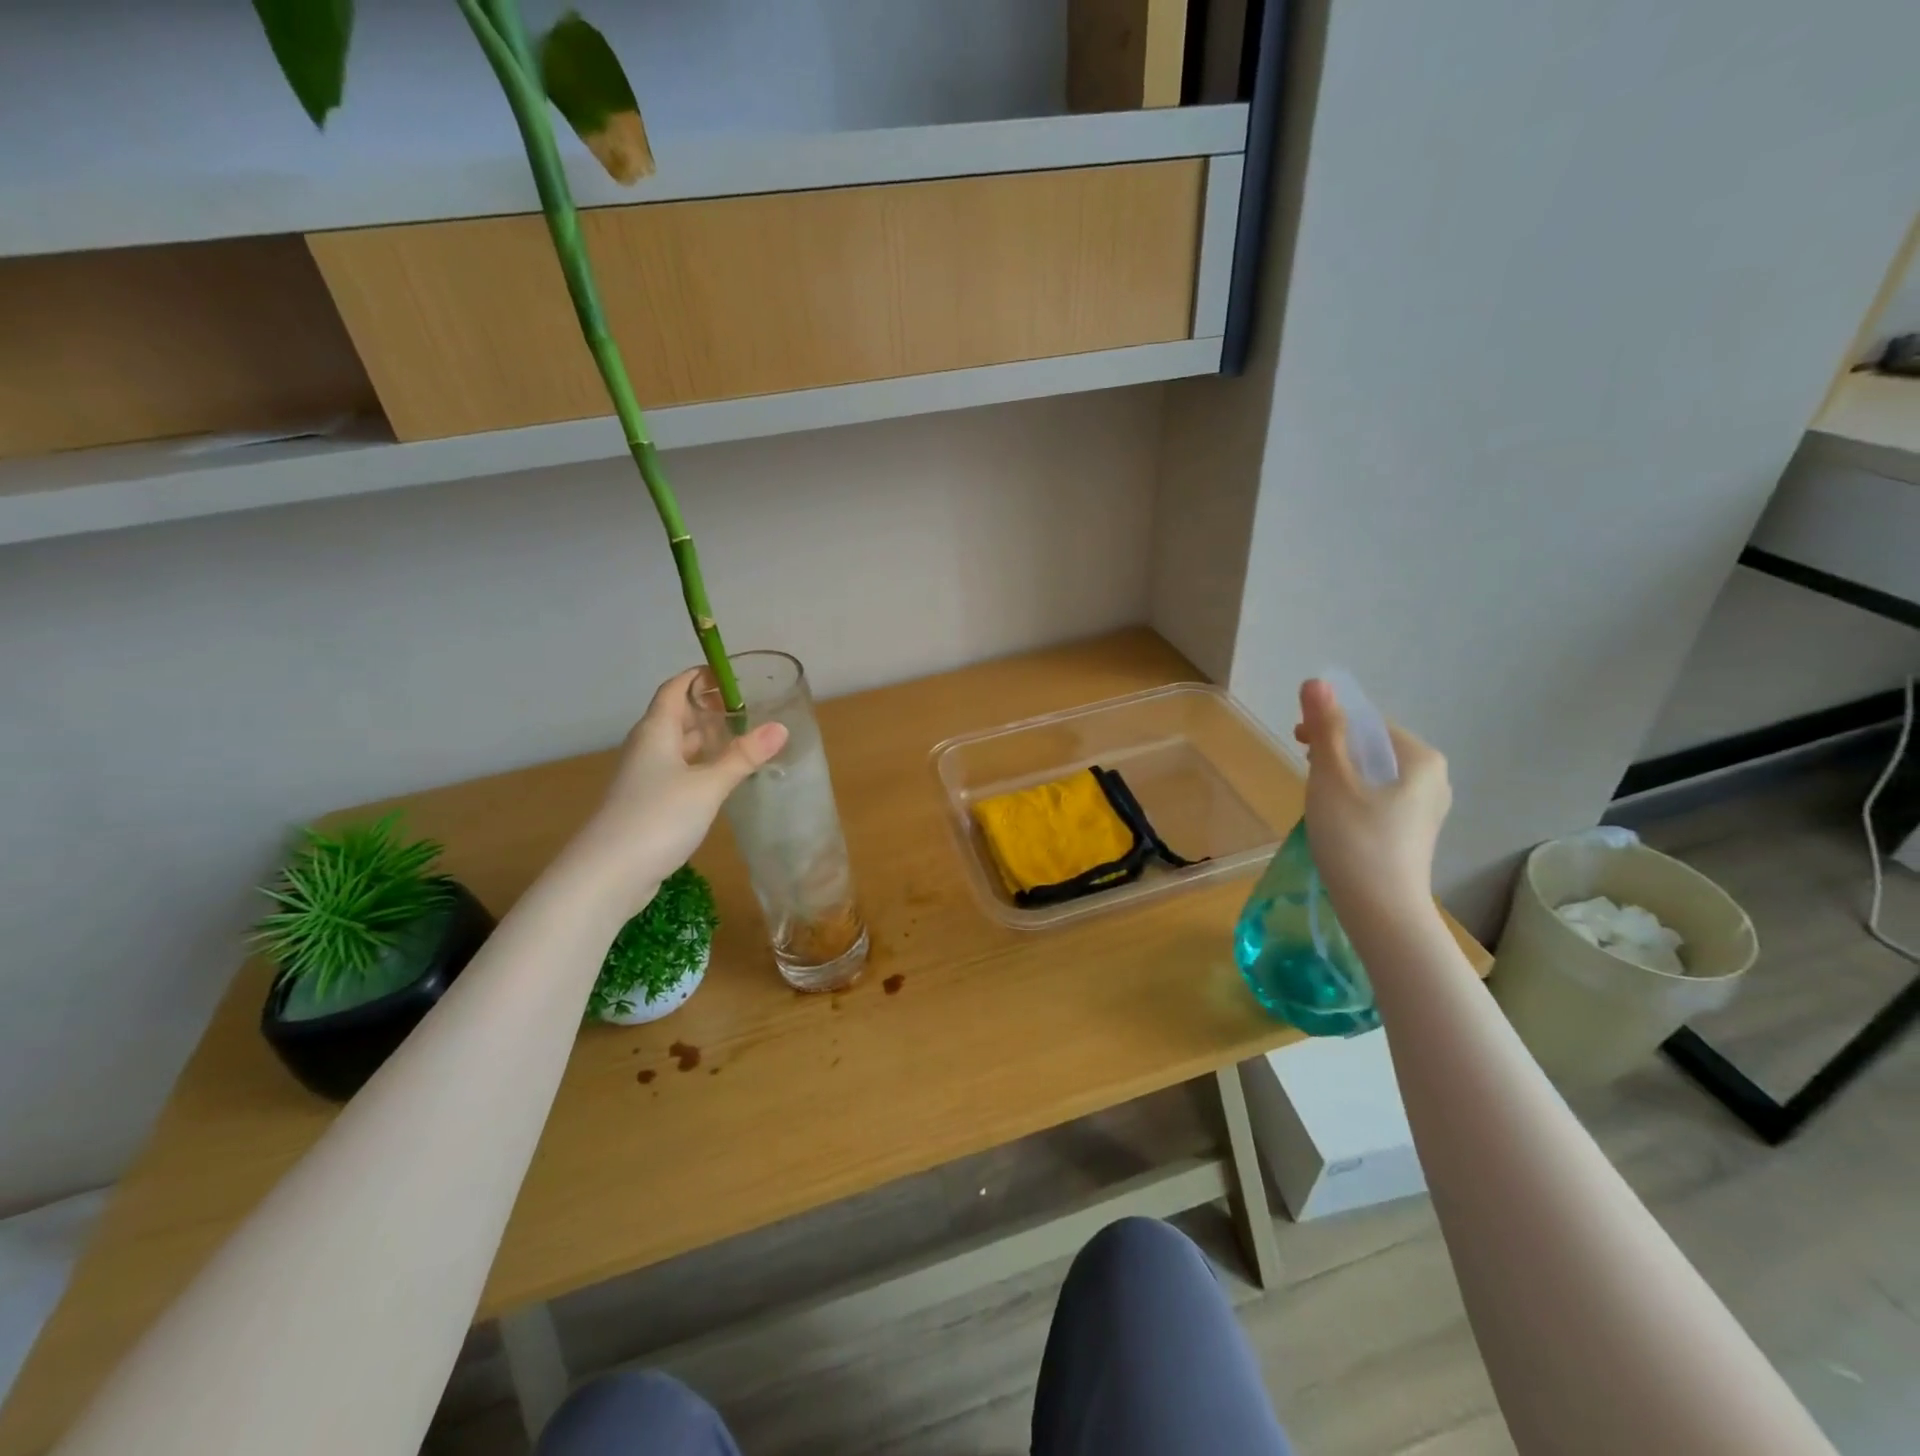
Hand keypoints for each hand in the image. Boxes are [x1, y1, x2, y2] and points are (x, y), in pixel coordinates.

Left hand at [565, 669, 786, 919]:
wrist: (607, 874)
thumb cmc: (657, 818)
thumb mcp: (708, 785)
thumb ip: (743, 757)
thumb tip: (781, 727)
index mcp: (656, 732)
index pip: (675, 689)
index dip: (699, 677)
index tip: (731, 675)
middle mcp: (647, 748)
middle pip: (677, 717)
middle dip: (709, 709)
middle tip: (748, 709)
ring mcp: (644, 778)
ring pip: (678, 747)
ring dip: (706, 740)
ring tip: (742, 739)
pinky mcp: (647, 804)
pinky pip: (678, 773)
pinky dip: (701, 767)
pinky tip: (722, 779)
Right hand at [1294, 678, 1450, 922]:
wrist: (1381, 911)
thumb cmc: (1355, 839)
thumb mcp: (1332, 778)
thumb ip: (1325, 728)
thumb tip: (1317, 681)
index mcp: (1421, 758)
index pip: (1370, 723)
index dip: (1330, 725)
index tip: (1298, 742)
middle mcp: (1434, 779)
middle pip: (1373, 748)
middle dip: (1335, 750)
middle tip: (1303, 768)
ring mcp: (1426, 809)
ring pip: (1374, 775)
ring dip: (1341, 775)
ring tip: (1315, 795)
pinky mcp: (1412, 834)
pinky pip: (1379, 799)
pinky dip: (1353, 798)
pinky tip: (1334, 819)